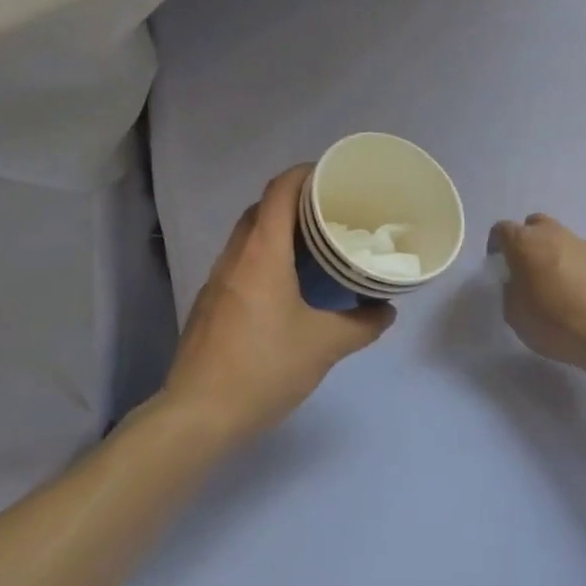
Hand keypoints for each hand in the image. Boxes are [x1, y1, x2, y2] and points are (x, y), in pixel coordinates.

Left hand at [162, 165, 394, 446]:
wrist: (199, 412)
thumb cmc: (264, 367)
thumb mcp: (324, 346)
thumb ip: (361, 325)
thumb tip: (386, 310)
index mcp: (262, 252)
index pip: (279, 190)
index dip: (304, 174)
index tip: (332, 177)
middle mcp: (235, 255)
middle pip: (262, 208)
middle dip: (294, 201)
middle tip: (330, 214)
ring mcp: (217, 279)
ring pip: (247, 236)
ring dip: (276, 230)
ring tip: (312, 247)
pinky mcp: (209, 302)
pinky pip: (239, 261)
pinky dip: (262, 256)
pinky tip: (284, 286)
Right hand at [488, 214, 585, 373]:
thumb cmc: (553, 322)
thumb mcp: (514, 313)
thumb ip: (510, 289)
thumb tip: (518, 282)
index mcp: (524, 243)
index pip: (502, 229)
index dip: (497, 245)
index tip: (499, 264)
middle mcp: (552, 234)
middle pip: (534, 225)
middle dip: (527, 241)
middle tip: (527, 268)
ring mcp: (581, 244)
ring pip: (560, 238)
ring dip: (553, 253)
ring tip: (556, 283)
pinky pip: (581, 255)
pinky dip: (575, 266)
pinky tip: (578, 292)